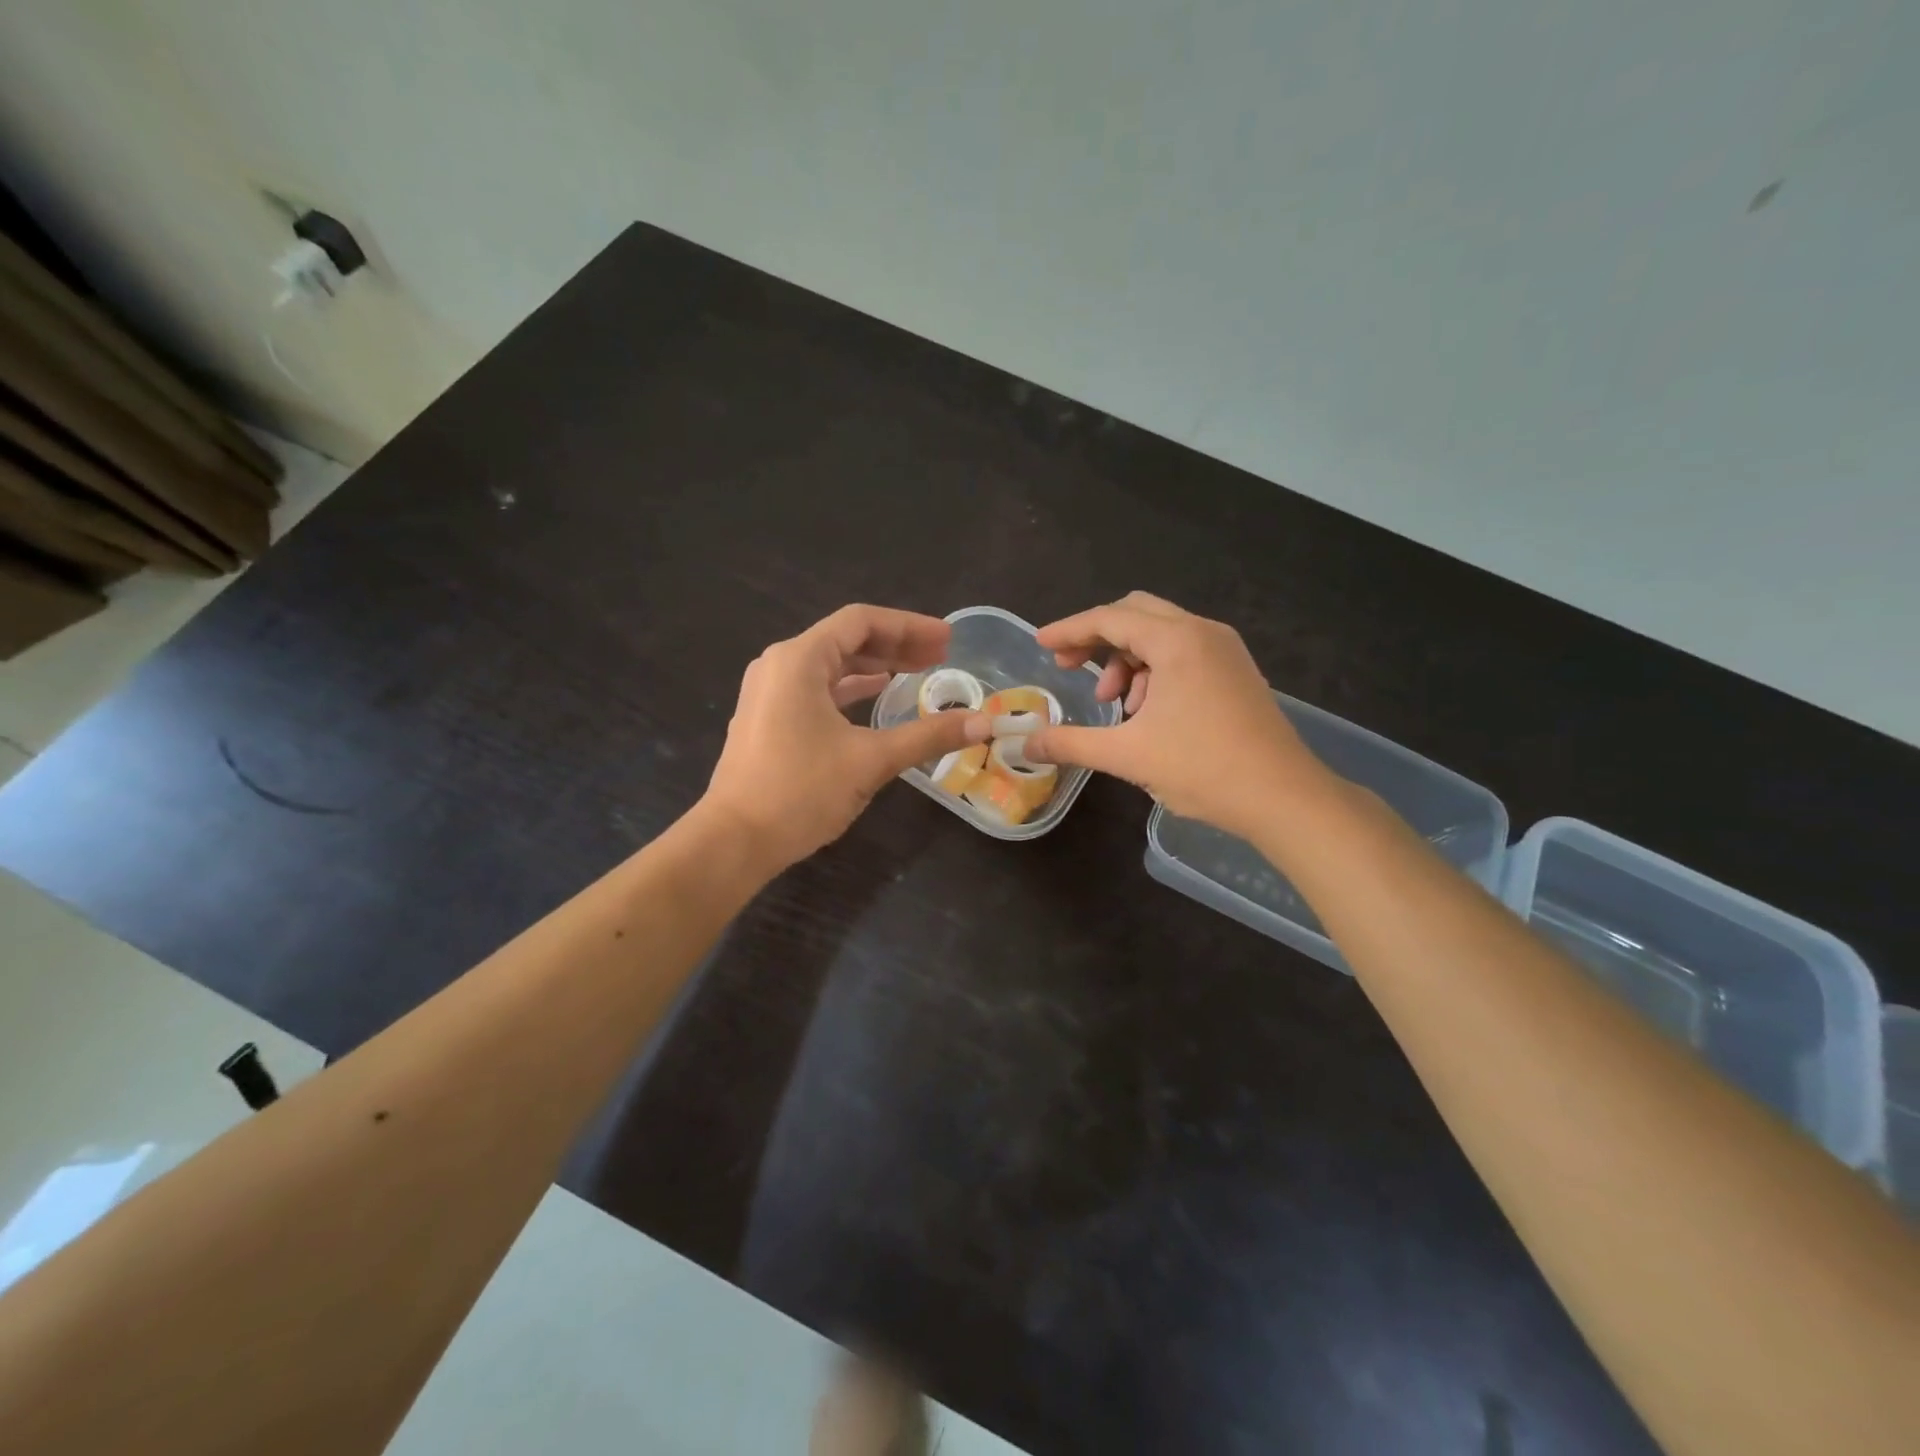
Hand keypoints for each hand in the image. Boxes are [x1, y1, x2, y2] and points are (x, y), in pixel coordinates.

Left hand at [702, 605, 991, 870]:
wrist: (735, 840)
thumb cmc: (800, 790)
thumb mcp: (871, 760)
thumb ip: (928, 735)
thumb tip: (983, 723)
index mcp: (799, 660)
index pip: (861, 621)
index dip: (910, 626)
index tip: (947, 639)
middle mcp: (779, 665)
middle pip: (846, 639)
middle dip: (896, 645)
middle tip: (941, 656)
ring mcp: (769, 693)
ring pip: (831, 665)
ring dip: (875, 666)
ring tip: (918, 672)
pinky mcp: (768, 719)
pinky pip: (817, 689)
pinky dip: (851, 689)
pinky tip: (878, 697)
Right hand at [1024, 592, 1326, 838]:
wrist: (1284, 797)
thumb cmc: (1203, 768)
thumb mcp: (1127, 756)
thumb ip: (1070, 743)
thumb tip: (1025, 744)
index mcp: (1177, 641)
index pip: (1109, 619)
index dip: (1069, 630)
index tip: (1040, 644)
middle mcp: (1203, 632)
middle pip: (1136, 614)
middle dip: (1097, 638)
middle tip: (1070, 668)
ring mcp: (1225, 650)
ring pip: (1161, 635)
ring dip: (1127, 660)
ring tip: (1115, 705)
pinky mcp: (1236, 672)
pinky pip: (1184, 653)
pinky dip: (1155, 671)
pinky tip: (1147, 713)